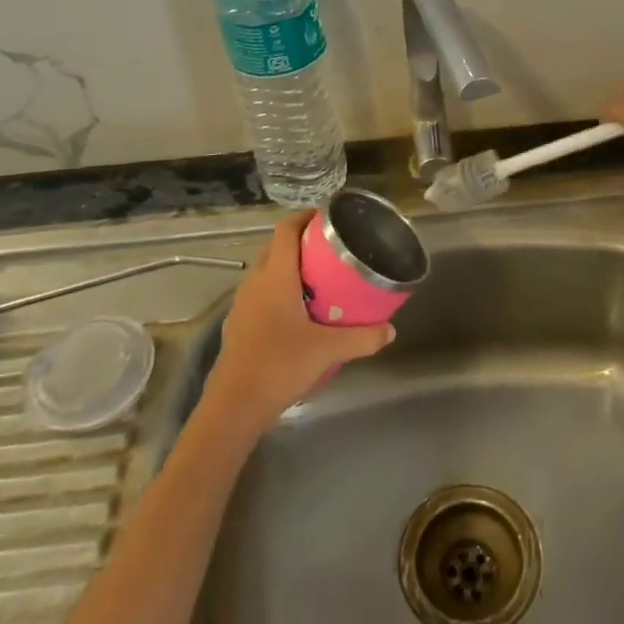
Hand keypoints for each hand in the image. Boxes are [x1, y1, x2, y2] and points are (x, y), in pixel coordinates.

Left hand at [204, 211, 394, 432]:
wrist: (233, 407)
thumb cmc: (279, 366)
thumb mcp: (327, 351)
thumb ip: (362, 338)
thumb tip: (390, 330)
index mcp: (274, 277)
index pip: (285, 229)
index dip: (305, 216)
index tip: (328, 217)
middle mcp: (255, 282)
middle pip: (277, 247)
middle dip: (303, 242)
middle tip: (333, 249)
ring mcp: (243, 304)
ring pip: (267, 271)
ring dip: (291, 267)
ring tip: (321, 278)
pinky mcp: (240, 324)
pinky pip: (262, 294)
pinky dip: (280, 290)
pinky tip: (300, 312)